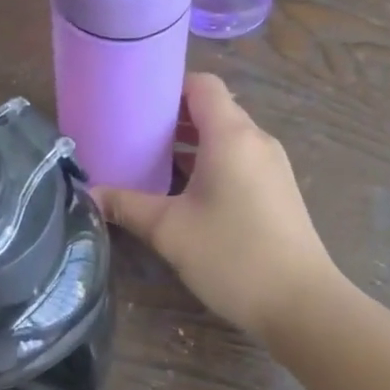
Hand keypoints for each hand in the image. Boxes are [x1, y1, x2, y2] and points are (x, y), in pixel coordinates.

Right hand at [94, 72, 339, 339]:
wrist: (302, 305)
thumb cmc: (233, 256)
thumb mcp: (169, 230)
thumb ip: (126, 206)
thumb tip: (88, 194)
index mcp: (231, 135)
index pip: (202, 85)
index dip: (169, 86)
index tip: (136, 102)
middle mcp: (255, 140)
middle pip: (213, 108)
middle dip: (173, 117)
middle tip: (133, 133)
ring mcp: (271, 165)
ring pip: (226, 136)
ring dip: (191, 142)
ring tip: (151, 161)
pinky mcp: (277, 189)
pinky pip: (239, 158)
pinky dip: (211, 162)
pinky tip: (184, 191)